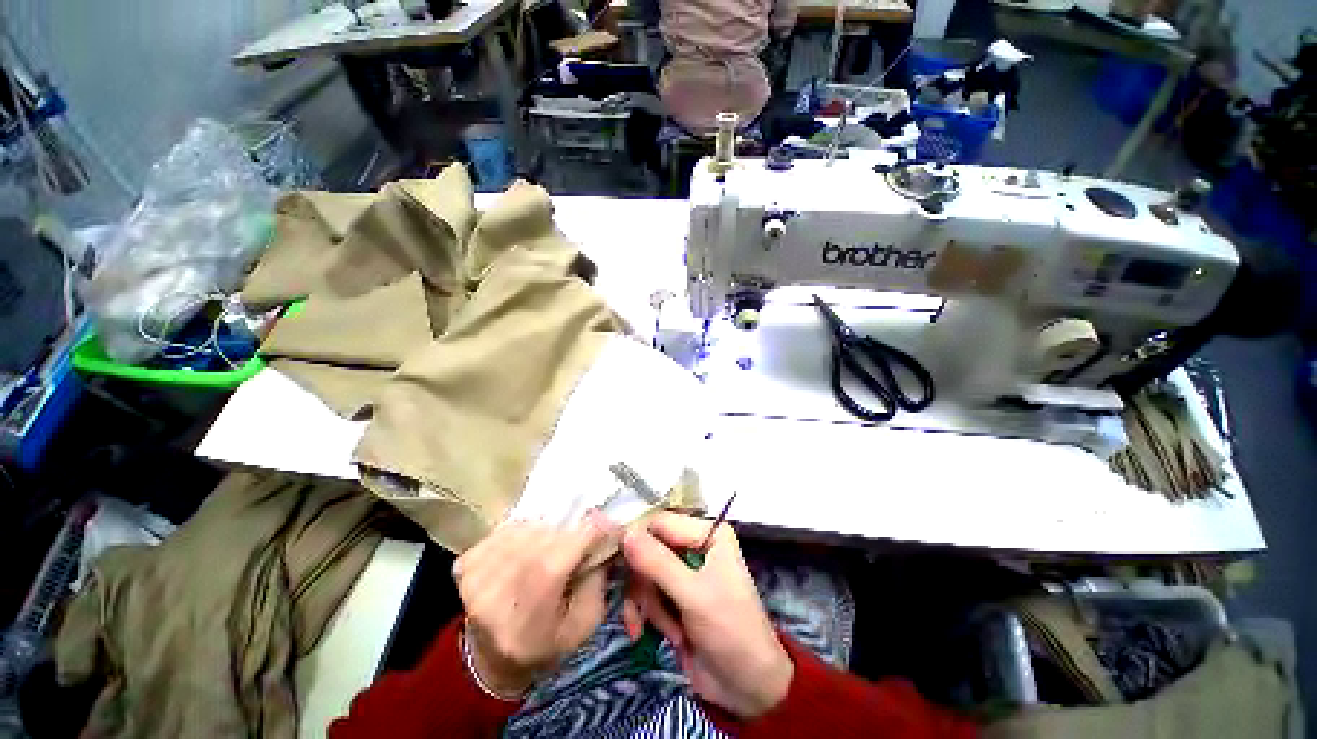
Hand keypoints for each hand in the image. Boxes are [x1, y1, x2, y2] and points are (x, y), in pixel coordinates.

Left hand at [453, 513, 613, 696]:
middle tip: (580, 542)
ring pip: (526, 529)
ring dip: (546, 532)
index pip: (561, 554)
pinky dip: (522, 533)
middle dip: (570, 533)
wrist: (493, 662)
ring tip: (552, 548)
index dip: (590, 531)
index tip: (608, 526)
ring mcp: (475, 578)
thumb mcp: (585, 624)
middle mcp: (496, 595)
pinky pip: (505, 530)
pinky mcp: (464, 566)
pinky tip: (526, 550)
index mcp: (529, 617)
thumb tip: (604, 534)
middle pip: (544, 537)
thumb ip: (598, 579)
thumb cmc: (547, 644)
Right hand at [621, 512, 793, 718]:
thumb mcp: (693, 595)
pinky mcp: (674, 596)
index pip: (659, 522)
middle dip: (645, 584)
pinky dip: (646, 614)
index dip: (638, 541)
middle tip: (646, 610)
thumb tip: (624, 533)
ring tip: (669, 631)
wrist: (747, 688)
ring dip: (648, 604)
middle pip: (648, 549)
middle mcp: (694, 545)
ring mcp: (683, 571)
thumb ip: (657, 563)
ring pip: (643, 573)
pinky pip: (646, 594)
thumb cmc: (730, 631)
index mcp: (707, 533)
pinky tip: (655, 636)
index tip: (621, 566)